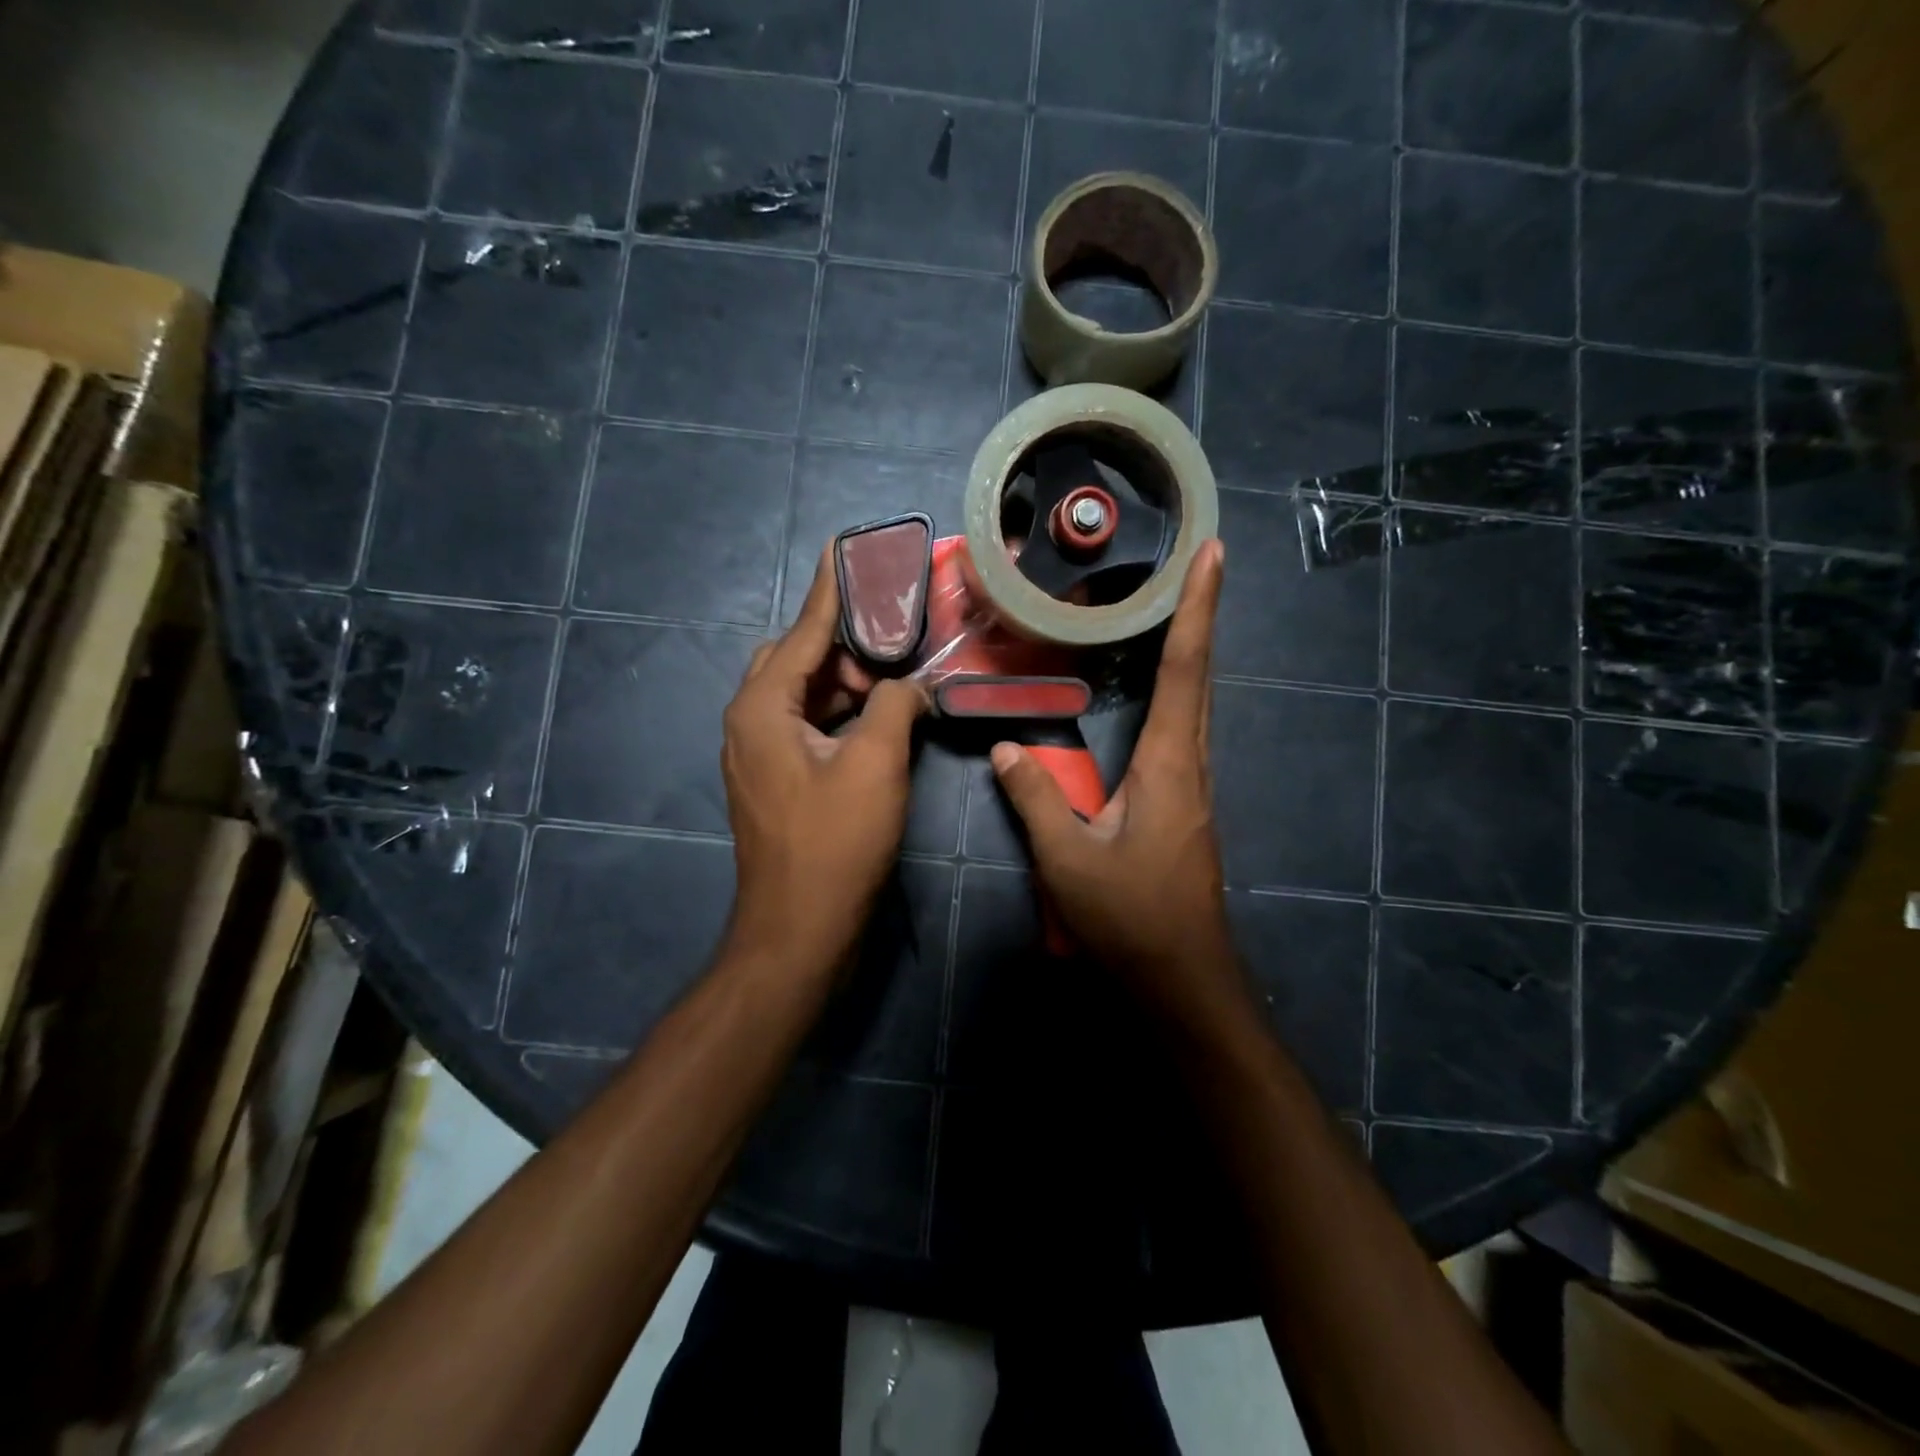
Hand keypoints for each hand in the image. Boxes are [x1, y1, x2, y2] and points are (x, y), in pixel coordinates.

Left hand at [721, 548, 928, 971]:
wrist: (799, 928)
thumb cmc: (835, 843)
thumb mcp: (875, 764)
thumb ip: (894, 706)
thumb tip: (909, 685)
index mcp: (762, 708)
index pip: (803, 632)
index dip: (830, 591)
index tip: (843, 547)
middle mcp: (750, 722)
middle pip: (796, 661)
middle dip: (843, 646)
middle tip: (894, 644)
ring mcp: (758, 755)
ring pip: (802, 696)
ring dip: (844, 684)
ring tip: (893, 681)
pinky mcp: (775, 781)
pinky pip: (806, 727)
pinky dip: (839, 716)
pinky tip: (876, 720)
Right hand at [991, 541, 1236, 1012]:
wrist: (1181, 978)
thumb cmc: (1130, 918)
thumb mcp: (1067, 859)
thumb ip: (1035, 798)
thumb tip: (1008, 746)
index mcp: (1170, 765)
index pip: (1185, 671)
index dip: (1198, 609)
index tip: (1212, 556)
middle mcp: (1191, 766)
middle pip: (1200, 677)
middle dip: (1200, 617)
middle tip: (1195, 565)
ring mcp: (1193, 788)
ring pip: (1196, 705)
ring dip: (1191, 653)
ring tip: (1176, 611)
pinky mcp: (1184, 807)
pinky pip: (1184, 733)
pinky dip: (1178, 693)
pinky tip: (1159, 694)